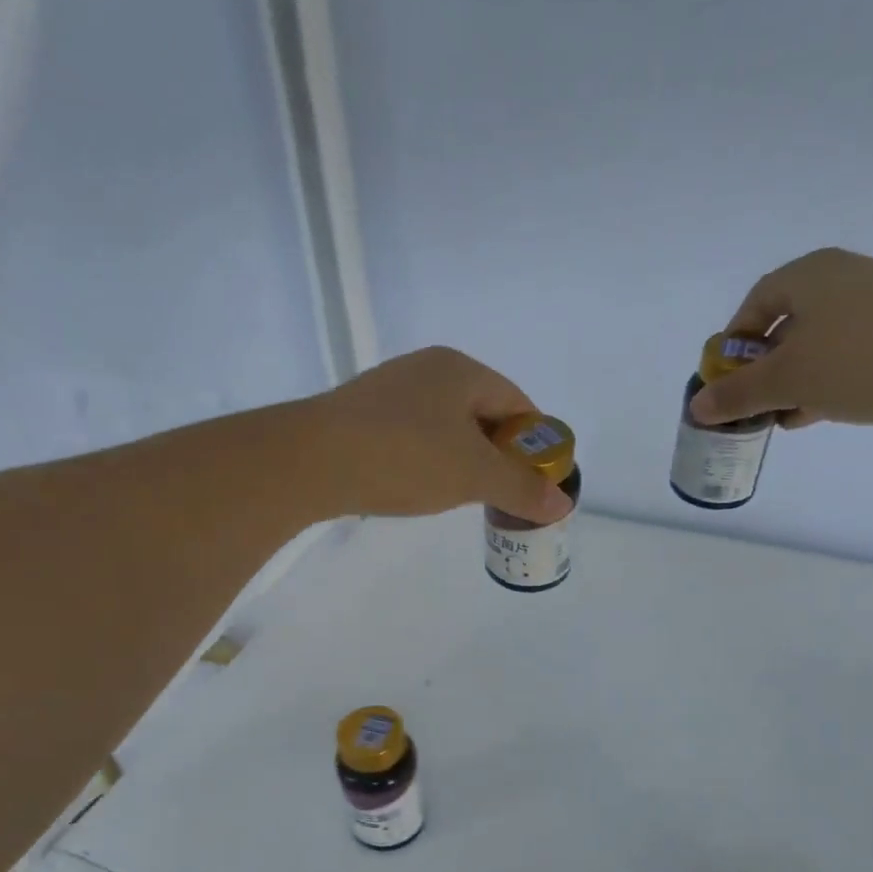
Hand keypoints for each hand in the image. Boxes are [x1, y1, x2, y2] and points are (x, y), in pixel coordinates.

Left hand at [310, 347, 572, 523]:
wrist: (310, 461)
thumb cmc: (405, 457)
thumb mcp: (474, 476)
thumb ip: (521, 488)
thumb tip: (562, 502)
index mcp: (460, 370)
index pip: (517, 403)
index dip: (534, 444)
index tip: (537, 481)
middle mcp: (426, 369)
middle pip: (482, 412)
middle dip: (498, 454)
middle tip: (502, 493)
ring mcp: (389, 390)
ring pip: (445, 425)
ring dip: (462, 459)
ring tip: (461, 495)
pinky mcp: (361, 414)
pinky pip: (412, 435)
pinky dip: (427, 459)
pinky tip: (418, 485)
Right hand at [691, 249, 872, 427]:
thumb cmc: (862, 360)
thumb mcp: (788, 380)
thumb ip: (737, 394)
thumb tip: (697, 407)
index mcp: (808, 275)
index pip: (754, 304)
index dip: (733, 344)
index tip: (729, 380)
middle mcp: (841, 277)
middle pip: (785, 323)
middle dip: (765, 368)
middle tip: (758, 403)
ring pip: (819, 341)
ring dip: (796, 379)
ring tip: (789, 415)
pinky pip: (851, 349)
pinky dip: (830, 377)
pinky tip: (826, 409)